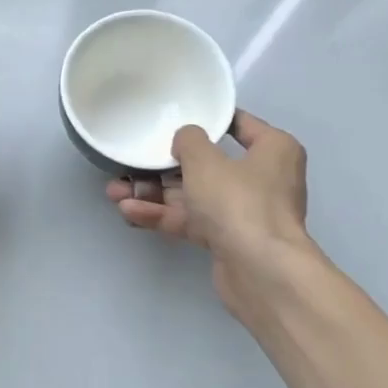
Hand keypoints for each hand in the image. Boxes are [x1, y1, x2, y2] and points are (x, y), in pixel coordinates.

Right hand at [108, 111, 315, 325]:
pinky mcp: (227, 239)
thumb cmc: (239, 201)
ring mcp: (244, 212)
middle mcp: (262, 178)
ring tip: (115, 191)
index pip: (239, 125)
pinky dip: (162, 215)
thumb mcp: (206, 160)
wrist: (260, 270)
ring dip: (154, 193)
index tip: (177, 117)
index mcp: (273, 150)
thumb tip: (186, 139)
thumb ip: (189, 141)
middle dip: (163, 167)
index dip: (208, 120)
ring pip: (193, 196)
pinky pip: (190, 221)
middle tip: (131, 162)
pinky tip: (129, 212)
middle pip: (207, 165)